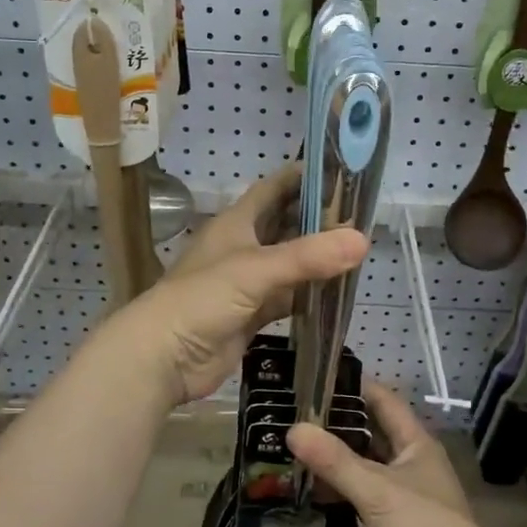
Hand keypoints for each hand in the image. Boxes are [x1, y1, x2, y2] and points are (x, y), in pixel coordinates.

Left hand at [106, 166, 366, 405]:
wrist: (164, 357)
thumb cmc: (202, 299)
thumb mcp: (256, 270)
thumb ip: (308, 257)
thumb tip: (363, 240)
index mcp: (236, 224)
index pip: (273, 189)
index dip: (302, 177)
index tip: (340, 170)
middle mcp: (242, 247)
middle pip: (285, 225)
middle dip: (318, 219)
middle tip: (360, 214)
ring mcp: (246, 283)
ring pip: (289, 264)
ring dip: (316, 258)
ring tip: (357, 250)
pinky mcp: (250, 315)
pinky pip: (286, 298)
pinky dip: (309, 295)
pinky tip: (336, 293)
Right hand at [287, 382, 505, 526]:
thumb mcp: (378, 489)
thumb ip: (335, 460)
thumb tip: (293, 429)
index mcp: (414, 443)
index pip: (383, 401)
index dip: (354, 386)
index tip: (316, 374)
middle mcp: (406, 463)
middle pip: (367, 433)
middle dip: (334, 424)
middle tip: (289, 413)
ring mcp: (396, 495)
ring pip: (359, 467)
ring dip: (330, 460)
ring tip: (286, 447)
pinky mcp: (385, 525)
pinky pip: (354, 498)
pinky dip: (332, 492)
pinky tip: (302, 488)